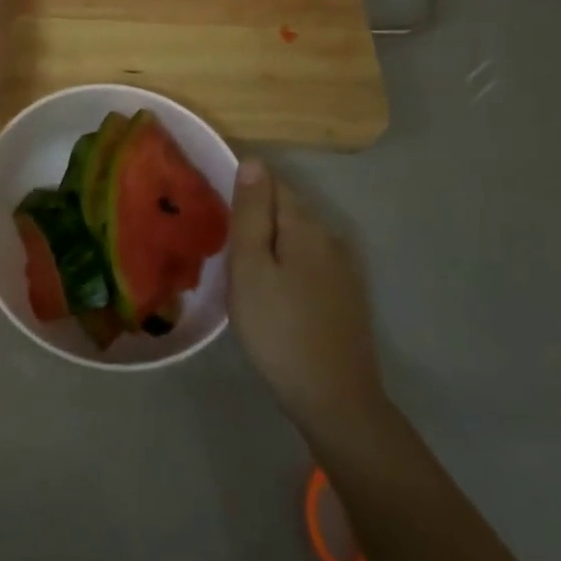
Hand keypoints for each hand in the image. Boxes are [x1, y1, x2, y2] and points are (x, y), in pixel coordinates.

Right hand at [227, 160, 390, 451]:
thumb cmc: (279, 329)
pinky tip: (271, 288)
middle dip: (256, 214)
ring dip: (270, 241)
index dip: (243, 187)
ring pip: (297, 237)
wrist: (334, 399)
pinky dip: (286, 263)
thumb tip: (254, 161)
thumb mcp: (250, 268)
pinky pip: (308, 261)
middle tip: (221, 240)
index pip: (272, 182)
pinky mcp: (345, 295)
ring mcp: (342, 268)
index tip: (215, 208)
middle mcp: (330, 237)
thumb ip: (251, 213)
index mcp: (305, 225)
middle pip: (286, 208)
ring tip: (240, 265)